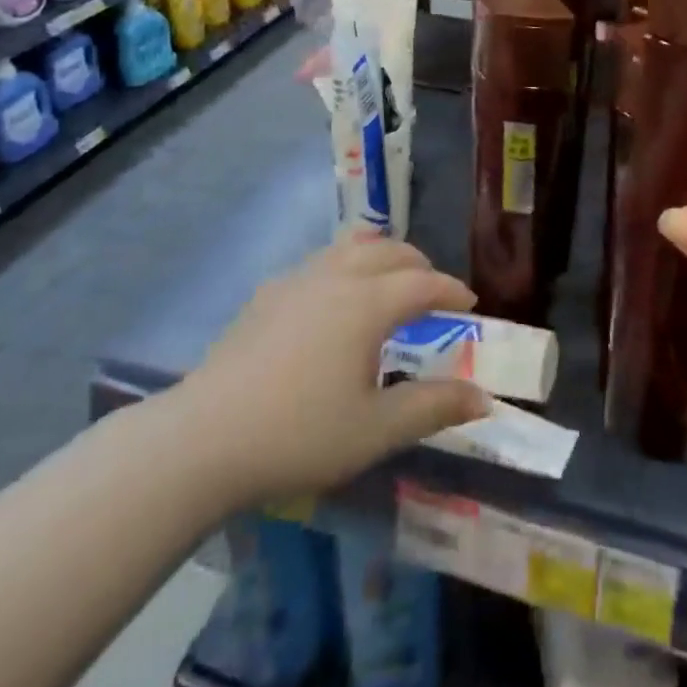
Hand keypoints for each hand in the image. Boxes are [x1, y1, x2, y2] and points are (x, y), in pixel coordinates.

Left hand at [176, 238, 491, 503]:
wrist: (203, 439)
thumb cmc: (299, 435)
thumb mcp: (376, 430)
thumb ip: (433, 408)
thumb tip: (483, 397)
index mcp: (367, 303)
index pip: (422, 283)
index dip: (451, 290)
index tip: (470, 303)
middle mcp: (335, 277)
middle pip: (388, 252)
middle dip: (418, 265)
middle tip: (433, 291)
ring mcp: (295, 281)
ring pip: (350, 247)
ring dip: (380, 257)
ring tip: (389, 283)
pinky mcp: (265, 294)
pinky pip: (319, 263)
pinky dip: (345, 267)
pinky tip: (334, 302)